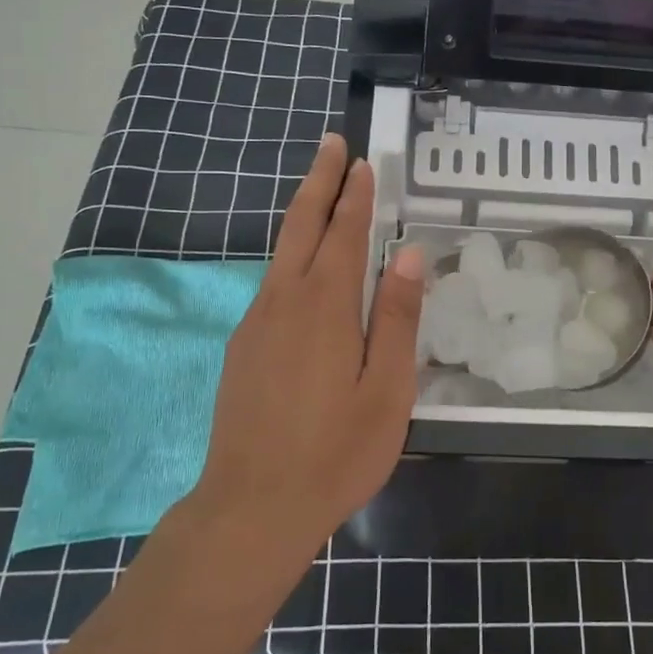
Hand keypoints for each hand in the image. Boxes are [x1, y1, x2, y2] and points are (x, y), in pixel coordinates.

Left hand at [188, 134, 424, 558]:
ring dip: (304, 215)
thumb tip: (408, 256)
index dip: (355, 196)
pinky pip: (272, 284)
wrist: (252, 508)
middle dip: (319, 182)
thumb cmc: (336, 452)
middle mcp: (284, 302)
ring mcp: (256, 323)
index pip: (344, 234)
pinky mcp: (243, 347)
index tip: (362, 161)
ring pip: (282, 253)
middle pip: (302, 227)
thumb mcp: (387, 390)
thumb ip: (398, 318)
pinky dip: (292, 256)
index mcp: (326, 307)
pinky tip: (305, 268)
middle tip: (332, 145)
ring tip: (323, 192)